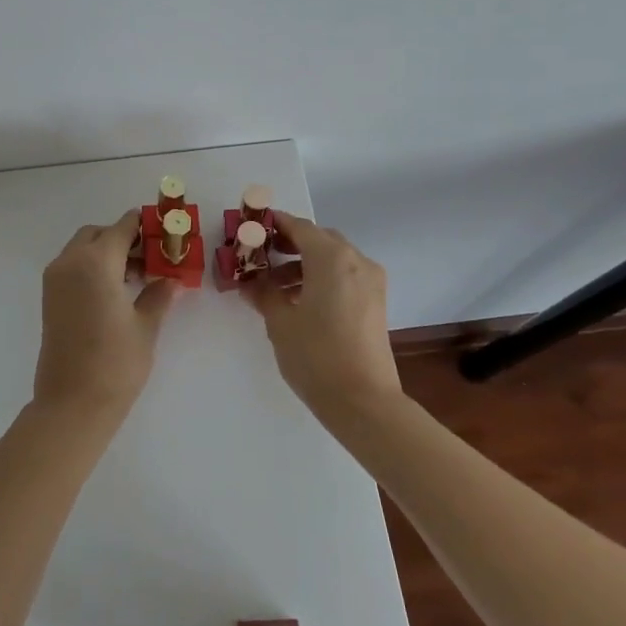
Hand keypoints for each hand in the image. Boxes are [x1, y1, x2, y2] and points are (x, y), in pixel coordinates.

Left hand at [35, 210, 178, 420]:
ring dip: (107, 252)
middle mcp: (70, 262)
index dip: (143, 226)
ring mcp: (55, 280)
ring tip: (137, 276)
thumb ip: (158, 295)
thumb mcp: (145, 326)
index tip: (163, 230)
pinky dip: (92, 267)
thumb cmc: (115, 363)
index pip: (121, 228)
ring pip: (82, 249)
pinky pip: (72, 267)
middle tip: (150, 256)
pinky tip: (116, 290)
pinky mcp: (49, 298)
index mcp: (95, 262)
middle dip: (123, 238)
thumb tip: (171, 279)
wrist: (72, 404)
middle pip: (98, 234)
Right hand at [244, 209, 400, 423]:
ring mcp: (370, 281)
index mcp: (331, 257)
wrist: (363, 401)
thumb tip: (249, 283)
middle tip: (260, 256)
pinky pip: (345, 276)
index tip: (252, 227)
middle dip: (289, 244)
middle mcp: (355, 260)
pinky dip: (322, 278)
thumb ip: (264, 294)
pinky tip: (299, 301)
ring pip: (333, 258)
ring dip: (304, 264)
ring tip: (274, 286)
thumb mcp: (280, 322)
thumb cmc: (316, 355)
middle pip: (318, 239)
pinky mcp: (375, 302)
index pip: (299, 226)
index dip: (274, 224)